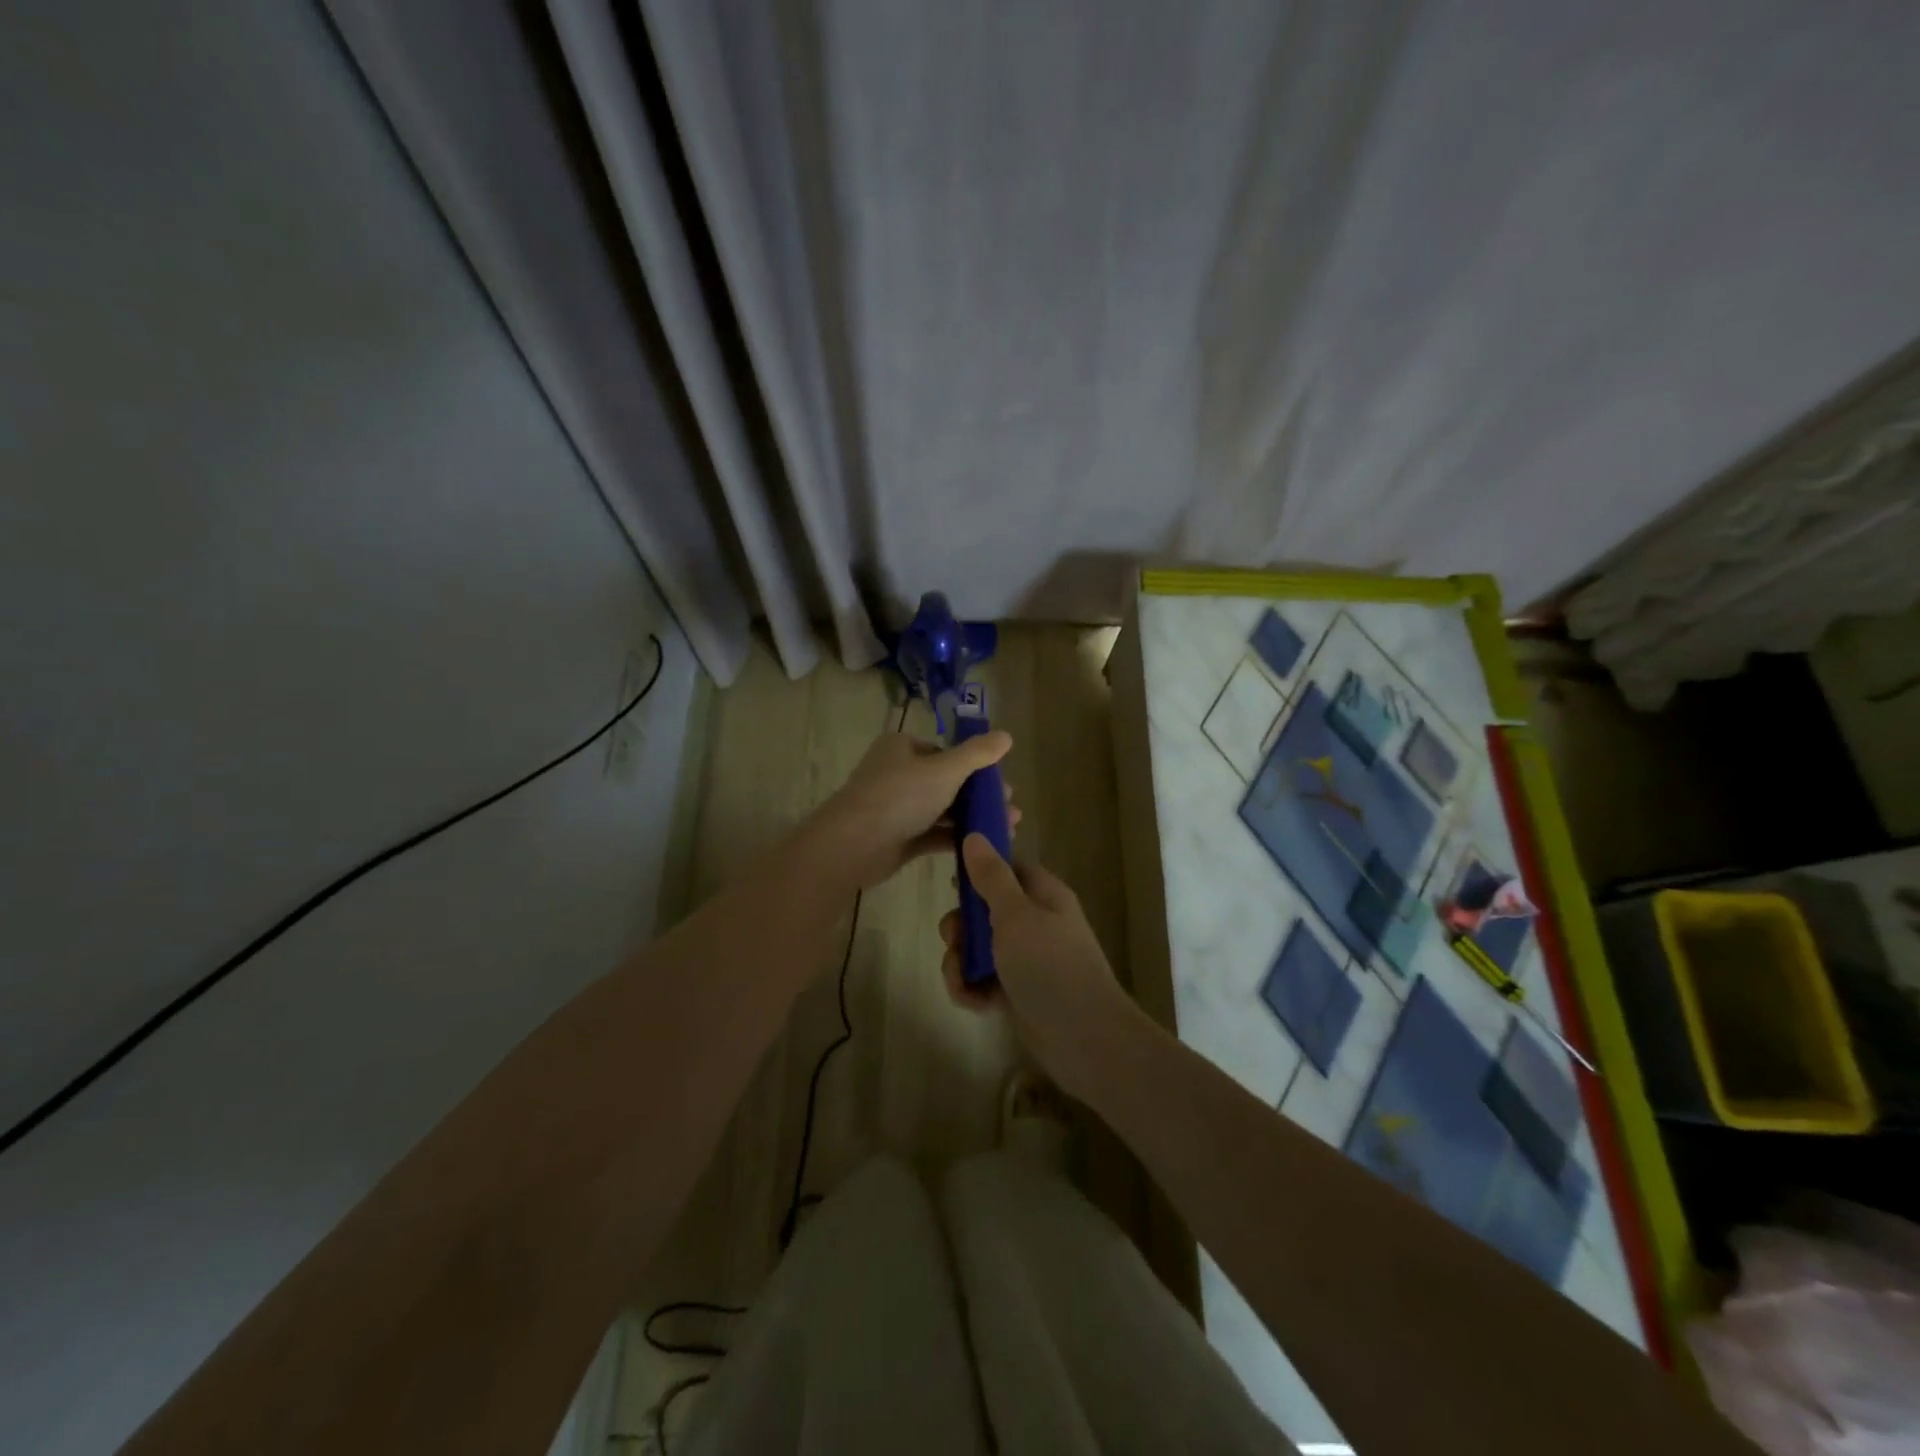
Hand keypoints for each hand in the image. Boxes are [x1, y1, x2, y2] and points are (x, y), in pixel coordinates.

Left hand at [814, 727, 1019, 889]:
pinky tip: (984, 845)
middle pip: (947, 782)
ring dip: (973, 817)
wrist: (854, 844)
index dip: (976, 767)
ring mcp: (897, 808)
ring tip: (1007, 829)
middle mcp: (898, 774)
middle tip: (1010, 809)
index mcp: (903, 748)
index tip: (1002, 783)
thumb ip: (977, 754)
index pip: (946, 752)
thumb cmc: (900, 796)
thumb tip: (1007, 735)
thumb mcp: (945, 770)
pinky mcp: (898, 838)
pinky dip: (957, 838)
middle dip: (980, 796)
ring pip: (942, 810)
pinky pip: (933, 834)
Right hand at [938, 834, 1137, 1098]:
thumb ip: (991, 877)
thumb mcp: (1015, 915)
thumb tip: (974, 835)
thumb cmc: (1050, 966)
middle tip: (956, 940)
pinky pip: (981, 980)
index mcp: (1042, 894)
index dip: (977, 872)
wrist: (1084, 1039)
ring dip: (961, 963)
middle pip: (982, 909)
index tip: (953, 883)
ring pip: (977, 948)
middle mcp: (1034, 921)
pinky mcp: (1016, 991)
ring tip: (963, 981)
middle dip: (961, 926)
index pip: (1005, 868)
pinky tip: (974, 1004)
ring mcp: (1025, 958)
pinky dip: (972, 990)